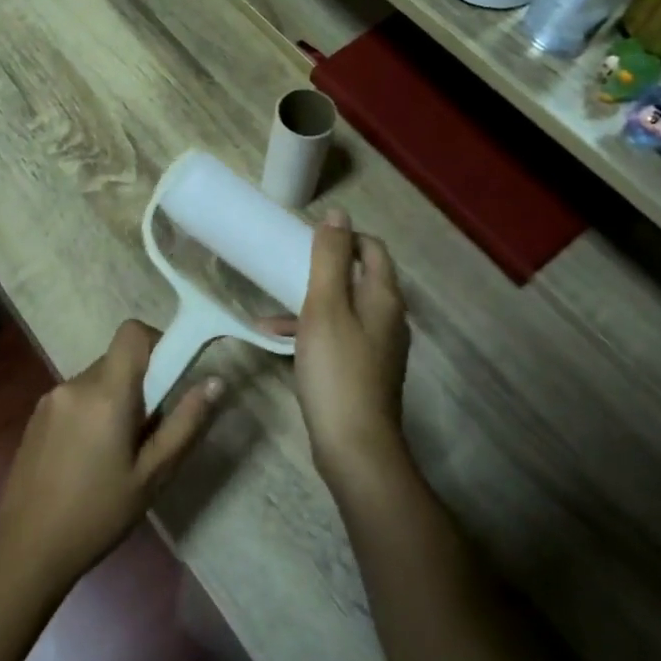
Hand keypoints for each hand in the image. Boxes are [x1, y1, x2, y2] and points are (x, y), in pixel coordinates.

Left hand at [0, 320, 222, 590]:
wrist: (27, 548)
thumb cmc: (99, 514)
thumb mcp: (153, 475)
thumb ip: (185, 423)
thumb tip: (215, 381)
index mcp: (106, 392)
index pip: (132, 332)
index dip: (156, 342)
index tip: (169, 378)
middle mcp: (76, 383)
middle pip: (118, 360)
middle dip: (140, 384)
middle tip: (148, 433)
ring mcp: (51, 398)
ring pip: (97, 380)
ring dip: (114, 400)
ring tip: (117, 453)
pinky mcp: (36, 416)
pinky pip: (76, 397)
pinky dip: (92, 412)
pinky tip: (89, 459)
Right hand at [281, 211, 410, 490]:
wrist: (354, 445)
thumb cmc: (337, 369)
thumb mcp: (325, 306)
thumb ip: (329, 258)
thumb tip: (338, 214)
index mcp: (383, 297)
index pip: (372, 248)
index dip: (344, 237)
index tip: (308, 240)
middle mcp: (388, 318)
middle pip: (359, 277)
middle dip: (324, 268)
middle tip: (288, 266)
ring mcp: (378, 347)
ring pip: (345, 308)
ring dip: (311, 300)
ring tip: (272, 304)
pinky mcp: (364, 371)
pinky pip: (338, 336)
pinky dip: (312, 330)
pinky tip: (276, 339)